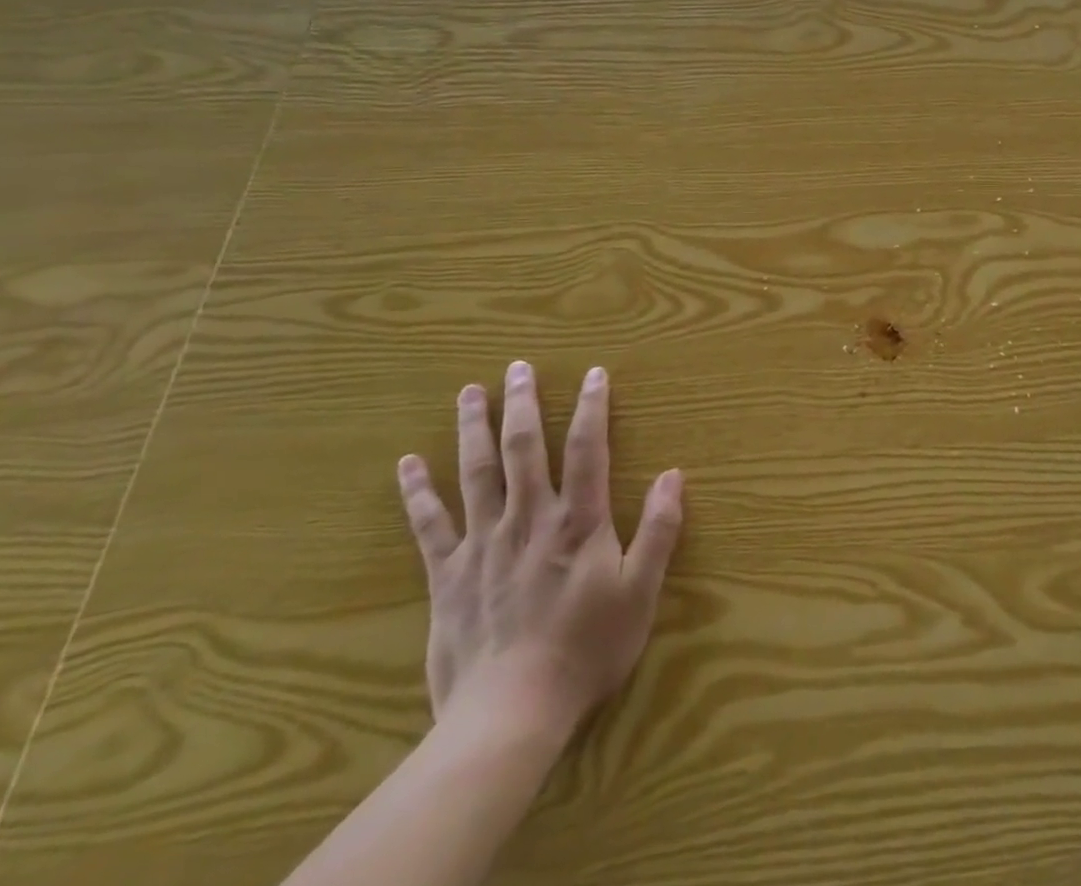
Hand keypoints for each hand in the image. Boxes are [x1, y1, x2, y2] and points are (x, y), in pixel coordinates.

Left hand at [397, 361, 682, 748]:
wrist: (510, 714)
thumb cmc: (586, 650)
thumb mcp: (640, 592)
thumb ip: (658, 530)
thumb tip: (673, 474)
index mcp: (577, 521)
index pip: (587, 449)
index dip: (592, 407)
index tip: (593, 372)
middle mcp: (529, 519)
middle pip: (524, 448)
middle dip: (523, 403)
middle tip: (518, 367)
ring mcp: (484, 544)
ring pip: (476, 473)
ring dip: (473, 428)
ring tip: (470, 391)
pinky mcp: (448, 574)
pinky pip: (430, 525)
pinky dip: (418, 492)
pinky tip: (408, 463)